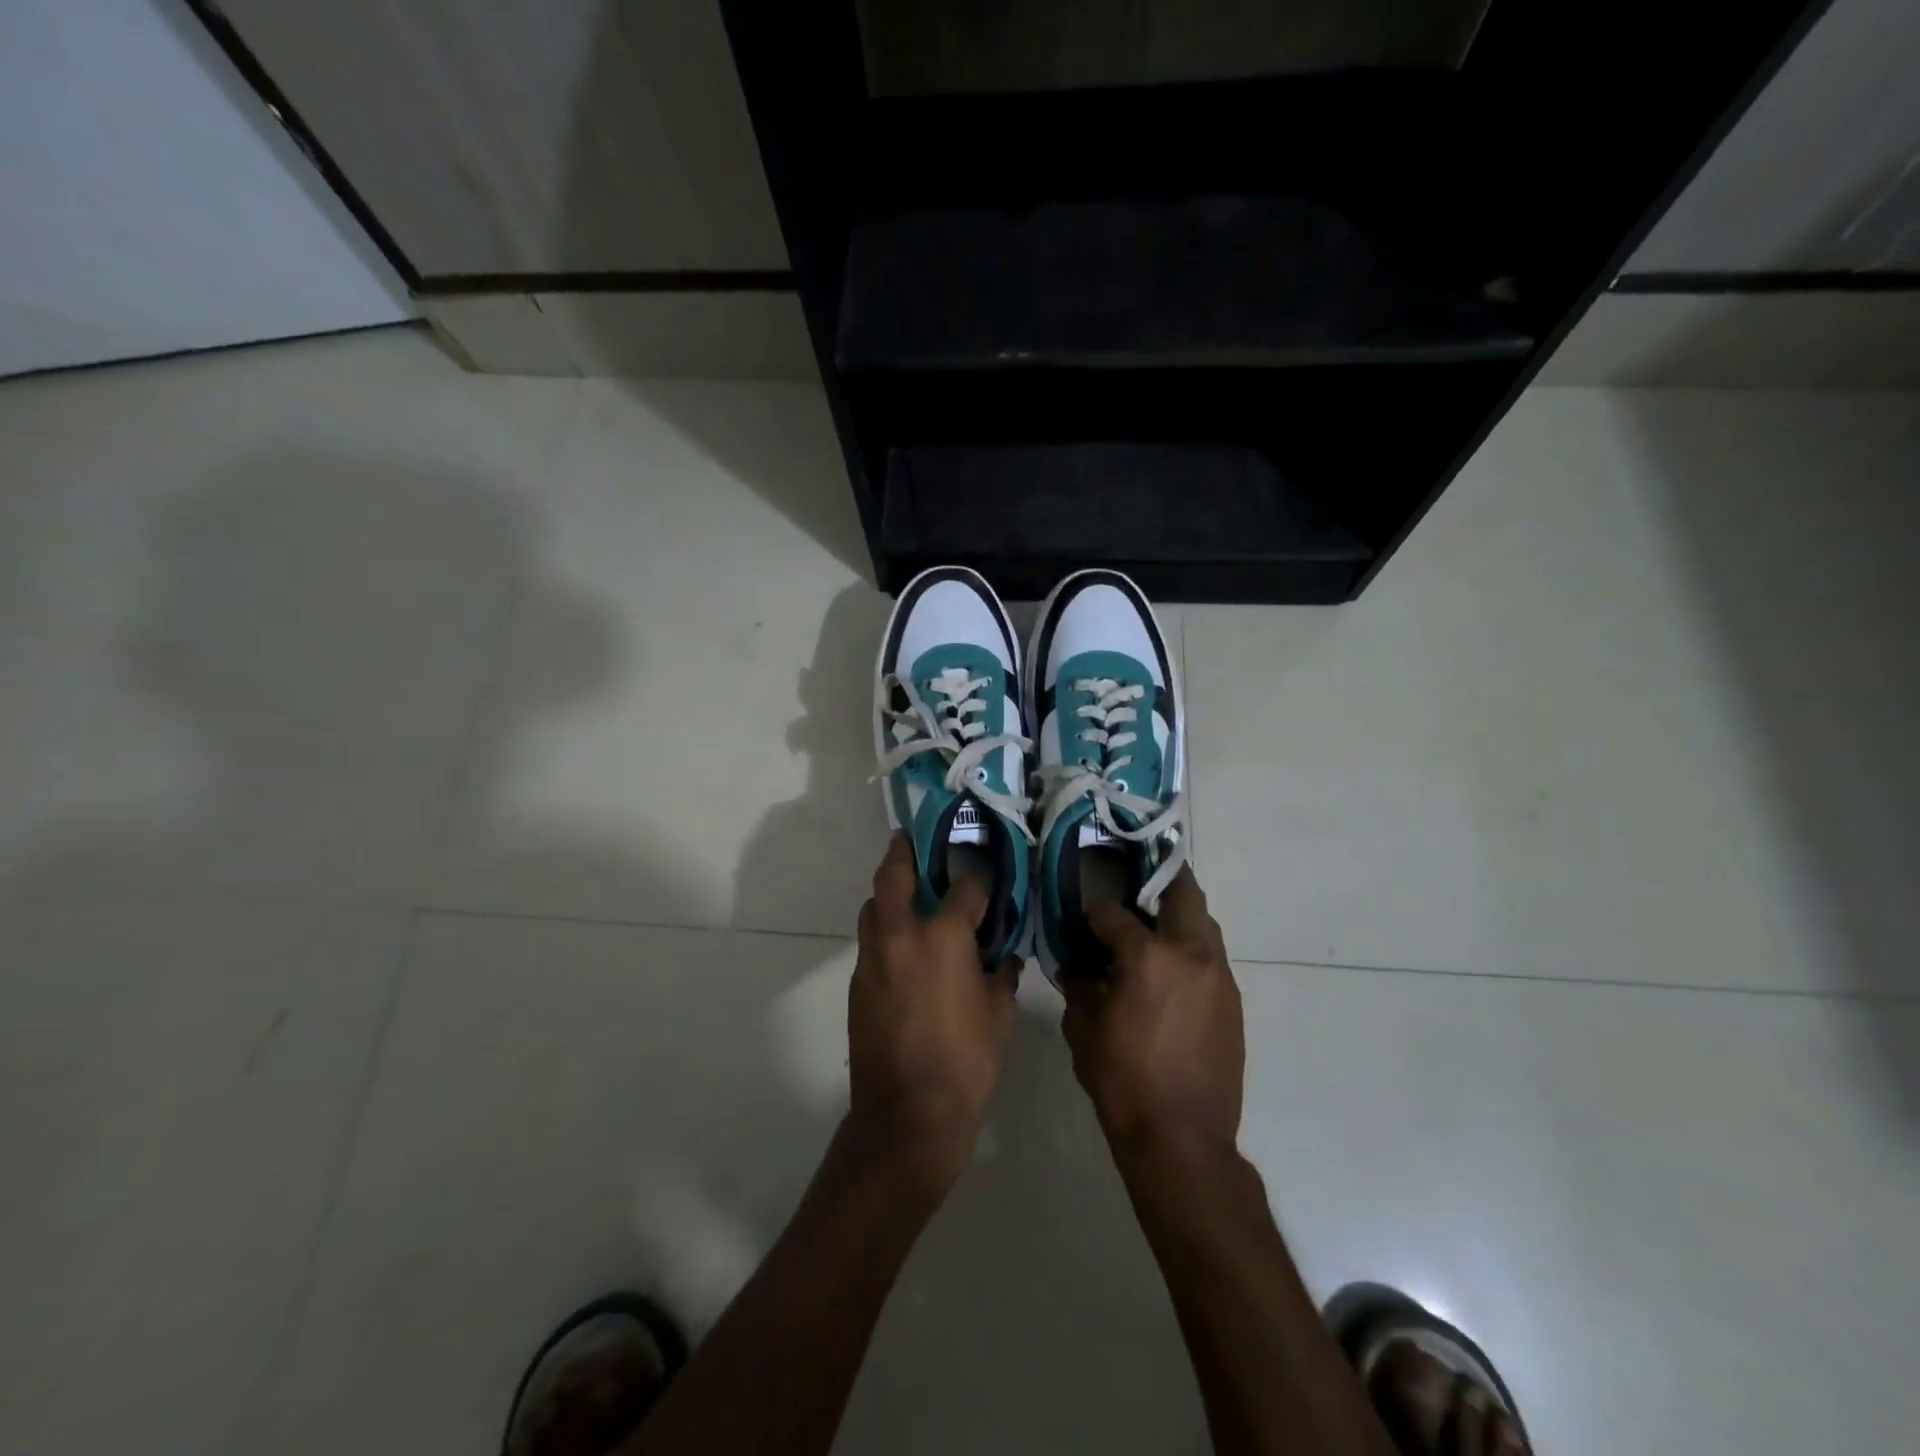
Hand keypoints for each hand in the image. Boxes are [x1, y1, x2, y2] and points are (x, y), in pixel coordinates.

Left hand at [847, 834, 1019, 1190]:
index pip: (965, 886)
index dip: (980, 878)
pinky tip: (903, 949)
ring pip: (873, 905)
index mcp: (944, 935)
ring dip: (889, 892)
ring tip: (908, 895)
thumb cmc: (967, 1060)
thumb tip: (1005, 955)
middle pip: (894, 873)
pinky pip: (870, 941)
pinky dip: (884, 931)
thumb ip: (1002, 973)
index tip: (988, 874)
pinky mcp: (857, 981)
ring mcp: (873, 956)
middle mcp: (902, 934)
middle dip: (904, 851)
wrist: (908, 1112)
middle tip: (912, 839)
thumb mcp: (1001, 1013)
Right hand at [1059, 870, 1243, 1156]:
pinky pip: (1211, 956)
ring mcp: (1218, 975)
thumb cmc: (1122, 1080)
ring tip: (1155, 925)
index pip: (1113, 913)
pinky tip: (1171, 971)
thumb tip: (1076, 964)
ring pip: (1203, 922)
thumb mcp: (1083, 1028)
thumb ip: (1078, 985)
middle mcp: (1190, 953)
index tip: (1085, 914)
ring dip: (1179, 914)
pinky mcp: (1233, 999)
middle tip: (1137, 881)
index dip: (1094, 910)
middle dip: (1159, 880)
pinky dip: (1191, 949)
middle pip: (1181, 892)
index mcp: (1147, 956)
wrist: (1181, 1137)